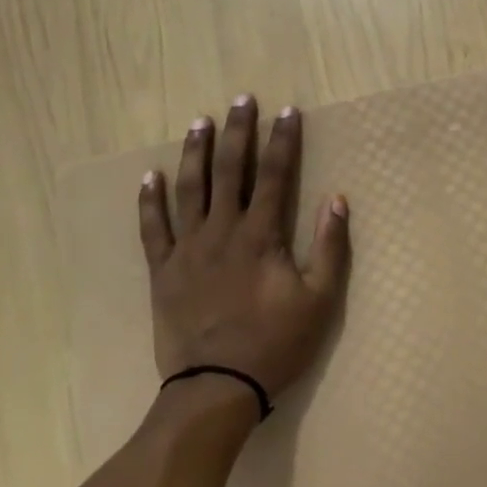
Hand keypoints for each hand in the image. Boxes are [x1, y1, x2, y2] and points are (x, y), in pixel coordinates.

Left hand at [137, 95, 350, 410]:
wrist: (217, 386)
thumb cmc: (276, 343)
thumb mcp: (320, 300)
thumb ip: (330, 247)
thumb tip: (337, 200)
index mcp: (261, 236)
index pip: (275, 176)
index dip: (283, 141)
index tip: (288, 111)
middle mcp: (221, 231)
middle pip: (230, 171)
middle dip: (238, 133)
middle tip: (241, 100)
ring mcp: (187, 249)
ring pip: (188, 189)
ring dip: (195, 153)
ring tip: (199, 122)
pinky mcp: (163, 271)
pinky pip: (152, 228)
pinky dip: (149, 201)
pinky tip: (149, 176)